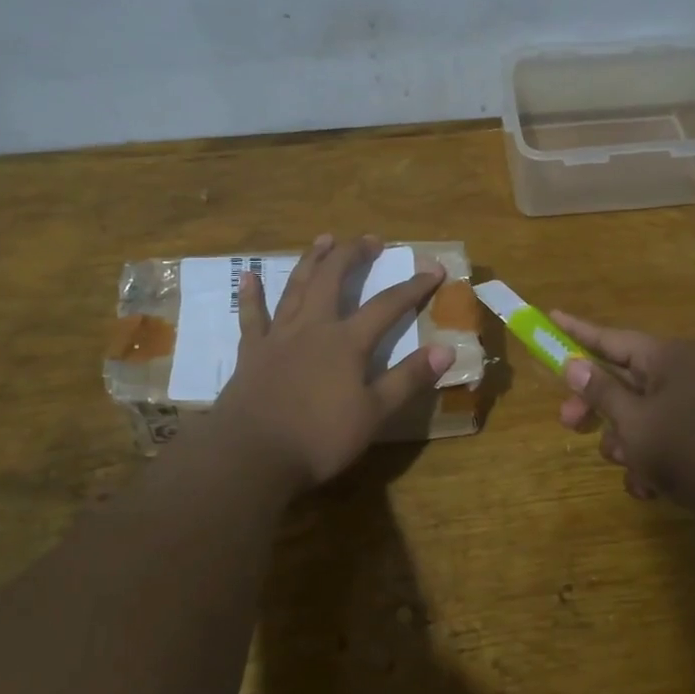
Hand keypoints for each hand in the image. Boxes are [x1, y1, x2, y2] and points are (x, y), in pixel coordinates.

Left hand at [212, 234, 451, 488]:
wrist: (252, 454)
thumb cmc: (319, 438)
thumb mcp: (374, 414)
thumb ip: (408, 379)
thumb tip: (446, 349)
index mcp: (347, 342)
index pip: (387, 306)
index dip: (413, 286)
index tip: (434, 269)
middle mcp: (313, 327)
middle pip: (334, 280)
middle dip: (354, 255)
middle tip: (370, 240)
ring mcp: (279, 336)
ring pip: (296, 287)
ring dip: (312, 261)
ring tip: (324, 239)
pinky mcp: (251, 352)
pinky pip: (252, 315)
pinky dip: (252, 294)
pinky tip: (248, 274)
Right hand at [552, 310, 694, 516]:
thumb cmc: (688, 450)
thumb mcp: (634, 422)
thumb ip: (601, 392)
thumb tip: (573, 364)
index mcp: (666, 358)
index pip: (610, 338)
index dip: (577, 330)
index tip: (550, 316)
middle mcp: (681, 373)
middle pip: (622, 379)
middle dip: (596, 406)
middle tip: (569, 423)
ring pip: (639, 414)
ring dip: (625, 441)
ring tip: (631, 467)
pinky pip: (662, 438)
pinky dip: (650, 459)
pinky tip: (651, 487)